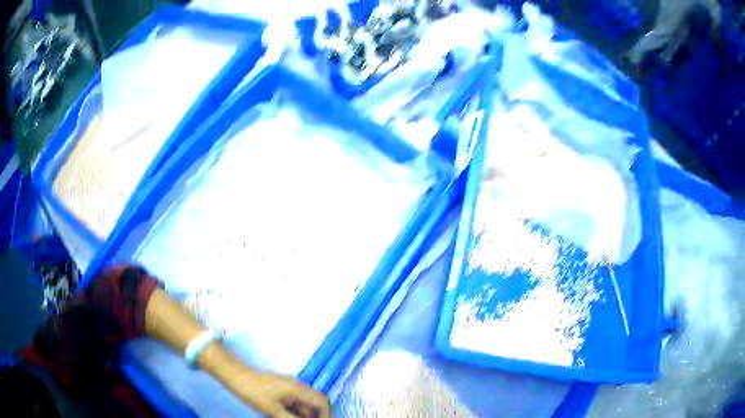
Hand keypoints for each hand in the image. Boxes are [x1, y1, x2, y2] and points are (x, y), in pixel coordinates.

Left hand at [229, 371, 330, 417]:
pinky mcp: (282, 387)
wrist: (235, 375)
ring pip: (303, 403)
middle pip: (314, 403)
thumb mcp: (273, 410)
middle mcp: (297, 385)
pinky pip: (295, 400)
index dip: (326, 415)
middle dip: (313, 416)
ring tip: (283, 417)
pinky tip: (282, 415)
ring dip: (301, 414)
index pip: (322, 402)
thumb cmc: (253, 392)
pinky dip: (294, 410)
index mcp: (298, 389)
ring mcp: (289, 385)